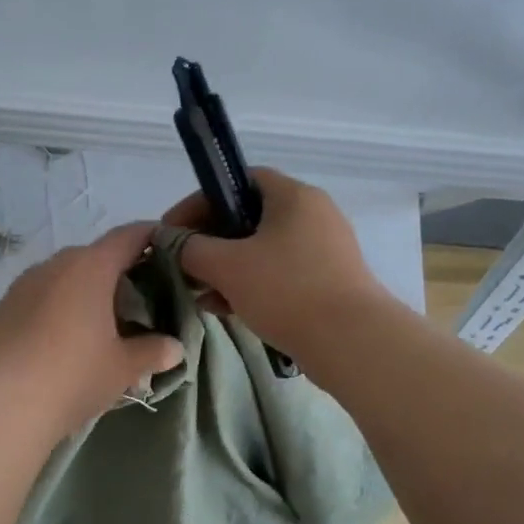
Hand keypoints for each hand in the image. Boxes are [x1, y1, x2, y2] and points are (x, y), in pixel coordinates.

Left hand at [0, 222, 184, 437]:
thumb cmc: (71, 376)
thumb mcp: (121, 368)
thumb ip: (151, 352)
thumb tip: (173, 347)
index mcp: (90, 268)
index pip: (128, 236)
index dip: (152, 238)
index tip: (168, 249)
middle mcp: (54, 266)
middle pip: (94, 258)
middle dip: (116, 275)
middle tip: (137, 303)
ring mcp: (21, 286)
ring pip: (61, 280)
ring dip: (81, 295)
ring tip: (97, 327)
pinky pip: (36, 302)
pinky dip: (53, 313)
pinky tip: (58, 345)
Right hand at [163, 169, 391, 362]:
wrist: (351, 342)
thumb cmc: (286, 290)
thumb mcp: (227, 266)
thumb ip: (192, 248)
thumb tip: (172, 241)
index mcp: (293, 197)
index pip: (239, 181)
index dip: (201, 201)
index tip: (173, 229)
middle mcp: (312, 215)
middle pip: (249, 217)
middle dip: (210, 241)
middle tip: (184, 264)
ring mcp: (323, 250)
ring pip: (262, 250)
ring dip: (227, 268)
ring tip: (200, 293)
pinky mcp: (327, 281)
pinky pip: (279, 274)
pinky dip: (250, 285)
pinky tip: (225, 309)